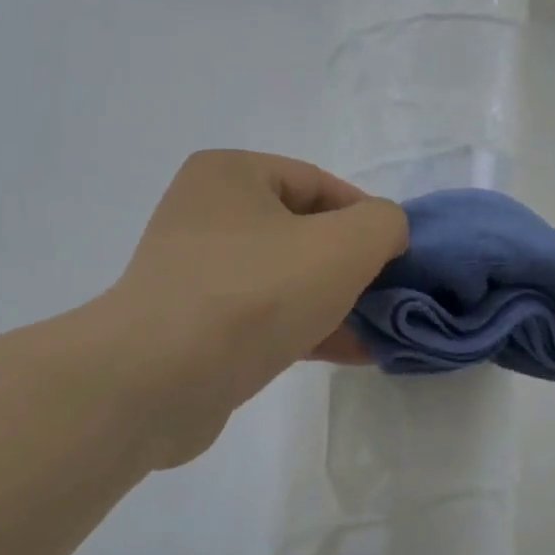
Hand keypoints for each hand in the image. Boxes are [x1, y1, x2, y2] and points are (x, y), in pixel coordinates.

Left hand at [105, 150, 407, 466]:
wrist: (157, 380)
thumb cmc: (254, 293)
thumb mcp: (343, 245)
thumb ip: (383, 224)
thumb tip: (385, 232)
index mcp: (230, 174)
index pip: (317, 183)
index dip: (366, 216)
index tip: (398, 254)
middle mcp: (205, 213)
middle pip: (302, 232)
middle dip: (352, 264)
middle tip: (390, 293)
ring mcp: (195, 272)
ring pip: (285, 278)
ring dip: (335, 301)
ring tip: (381, 328)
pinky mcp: (193, 325)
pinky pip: (263, 316)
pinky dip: (306, 328)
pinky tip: (352, 352)